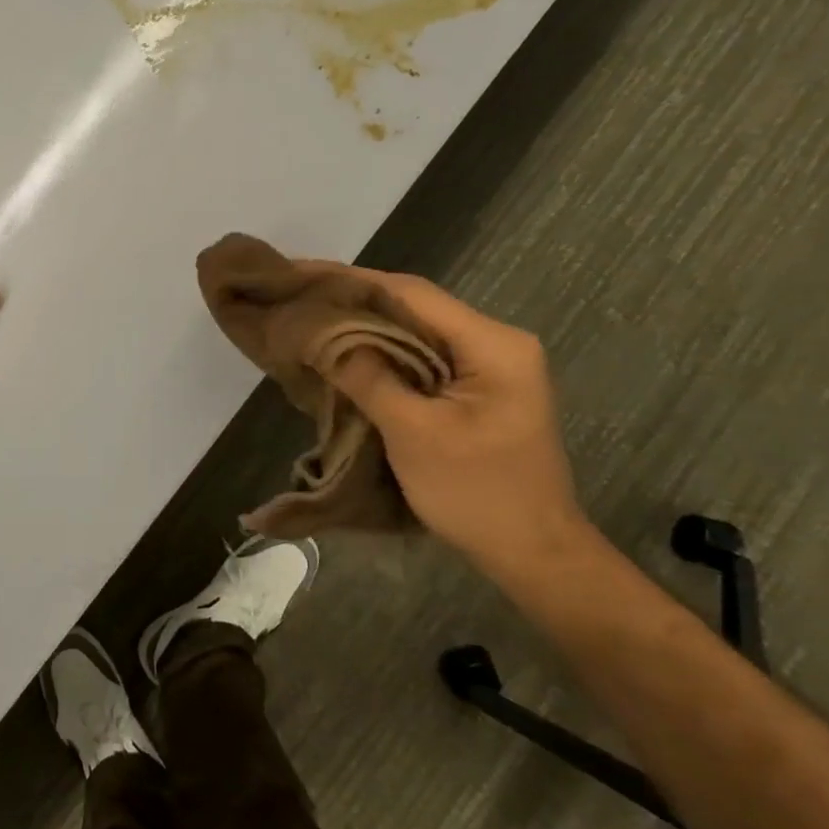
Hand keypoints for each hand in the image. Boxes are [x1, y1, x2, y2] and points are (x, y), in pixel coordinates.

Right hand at [318, 270, 589, 562]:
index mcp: (492, 344)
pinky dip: (378, 352)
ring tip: (307, 314)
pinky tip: (341, 351)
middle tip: (294, 292)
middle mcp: (493, 343)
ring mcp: (486, 367)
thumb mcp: (415, 433)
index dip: (350, 280)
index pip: (410, 294)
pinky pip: (417, 358)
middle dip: (351, 299)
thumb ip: (367, 376)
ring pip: (412, 331)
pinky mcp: (472, 390)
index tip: (298, 272)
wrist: (534, 556)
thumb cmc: (478, 493)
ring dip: (362, 325)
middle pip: (411, 307)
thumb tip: (319, 333)